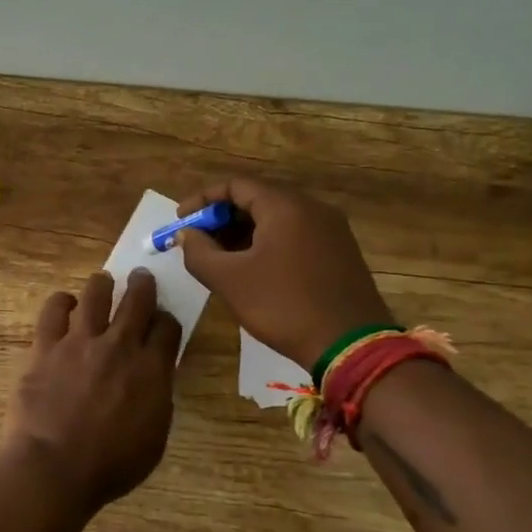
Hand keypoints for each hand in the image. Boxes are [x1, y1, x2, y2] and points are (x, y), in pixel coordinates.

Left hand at [1, 270, 181, 513]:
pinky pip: (53, 310)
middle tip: (141, 278)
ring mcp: (80, 341)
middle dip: (142, 285)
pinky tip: (64, 304)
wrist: (54, 468)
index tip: (162, 322)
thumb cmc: (109, 466)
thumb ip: (157, 399)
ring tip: (102, 283)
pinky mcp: (45, 345)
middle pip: (137, 300)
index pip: (167, 327)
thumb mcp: (154, 438)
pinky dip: (62, 302)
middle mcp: (119, 346)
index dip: (166, 320)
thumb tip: (155, 377)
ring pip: (96, 293)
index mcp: (151, 370)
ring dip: (102, 285)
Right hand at [176, 178, 393, 371]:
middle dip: (222, 218)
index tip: (181, 220)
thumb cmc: (284, 306)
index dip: (203, 199)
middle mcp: (312, 208)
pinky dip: (267, 243)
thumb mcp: (230, 280)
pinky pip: (295, 235)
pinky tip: (253, 269)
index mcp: (285, 207)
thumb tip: (186, 234)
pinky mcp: (340, 252)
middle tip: (198, 241)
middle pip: (257, 199)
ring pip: (277, 219)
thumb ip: (199, 252)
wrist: (351, 346)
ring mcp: (331, 230)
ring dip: (244, 232)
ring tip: (220, 258)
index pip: (236, 185)